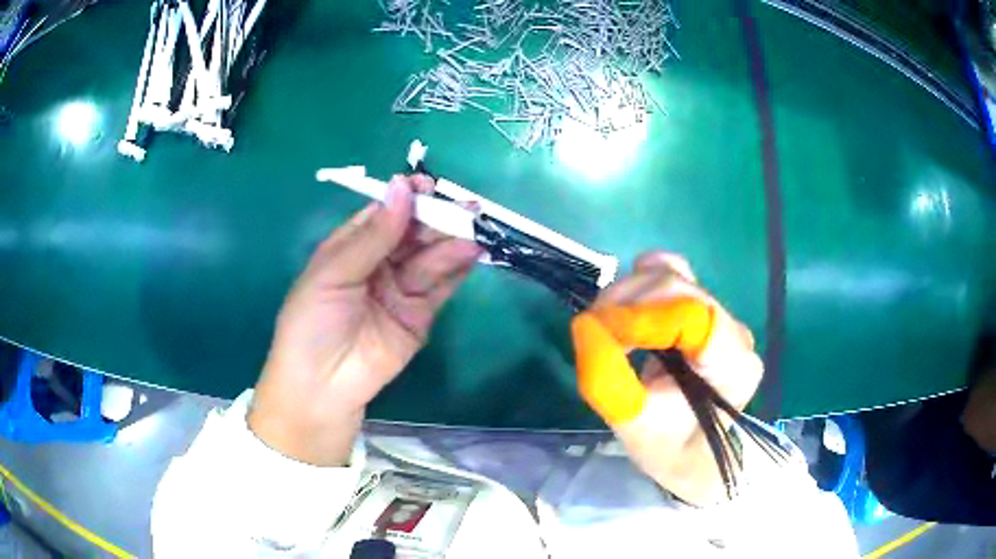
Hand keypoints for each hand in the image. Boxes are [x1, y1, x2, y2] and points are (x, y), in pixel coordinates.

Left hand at [249, 176, 481, 465]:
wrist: (321, 387)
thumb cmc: (312, 323)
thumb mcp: (334, 273)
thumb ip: (373, 235)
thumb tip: (402, 186)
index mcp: (351, 247)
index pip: (383, 213)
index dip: (405, 198)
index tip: (427, 185)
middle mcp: (378, 263)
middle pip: (412, 233)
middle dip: (436, 218)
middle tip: (463, 208)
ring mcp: (401, 289)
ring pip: (430, 257)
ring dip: (451, 241)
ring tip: (473, 229)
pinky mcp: (421, 315)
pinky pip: (441, 286)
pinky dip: (458, 269)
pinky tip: (473, 252)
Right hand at [571, 252, 762, 504]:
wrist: (690, 451)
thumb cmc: (668, 448)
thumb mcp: (635, 428)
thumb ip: (610, 383)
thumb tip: (585, 327)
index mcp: (734, 367)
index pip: (695, 317)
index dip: (643, 315)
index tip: (600, 330)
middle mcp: (736, 333)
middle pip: (681, 291)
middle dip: (629, 303)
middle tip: (593, 330)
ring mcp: (722, 316)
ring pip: (673, 277)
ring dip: (629, 293)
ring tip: (604, 324)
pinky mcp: (705, 307)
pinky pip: (674, 274)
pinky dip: (642, 282)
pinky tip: (625, 305)